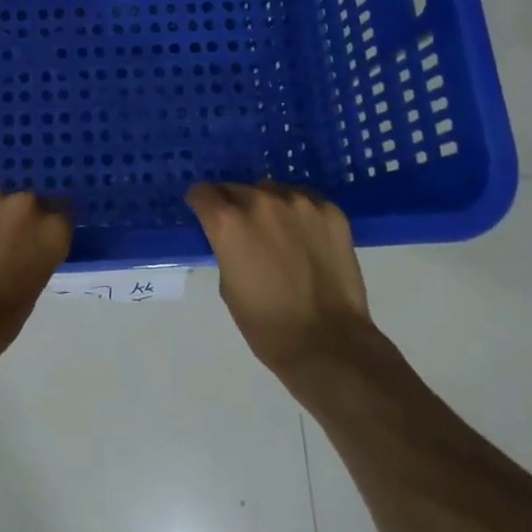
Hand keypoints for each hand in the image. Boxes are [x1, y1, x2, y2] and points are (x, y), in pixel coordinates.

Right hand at [187, 182, 380, 383]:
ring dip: (268, 206)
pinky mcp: (330, 211)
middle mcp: (260, 201)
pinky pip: (305, 201)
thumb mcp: (227, 285)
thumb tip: (235, 238)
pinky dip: (300, 214)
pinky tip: (307, 238)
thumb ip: (226, 248)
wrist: (328, 343)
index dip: (201, 204)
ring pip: (272, 191)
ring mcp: (299, 203)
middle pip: (236, 188)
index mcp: (228, 221)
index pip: (202, 192)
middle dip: (234, 206)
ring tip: (280, 234)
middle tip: (244, 231)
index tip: (206, 215)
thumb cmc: (266, 324)